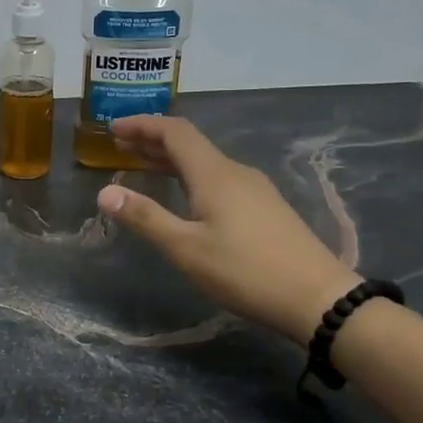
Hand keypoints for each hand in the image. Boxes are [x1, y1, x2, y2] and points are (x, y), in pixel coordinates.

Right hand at [96, 116, 357, 343]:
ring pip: (204, 162)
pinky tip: (183, 196)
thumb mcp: (186, 248)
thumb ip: (146, 217)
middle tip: (119, 146)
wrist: (317, 297)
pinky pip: (218, 179)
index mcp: (214, 174)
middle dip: (152, 141)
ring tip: (141, 167)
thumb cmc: (245, 271)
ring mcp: (254, 189)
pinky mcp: (264, 207)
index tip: (112, 128)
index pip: (174, 132)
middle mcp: (234, 172)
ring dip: (170, 160)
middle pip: (190, 144)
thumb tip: (105, 192)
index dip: (142, 125)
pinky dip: (190, 177)